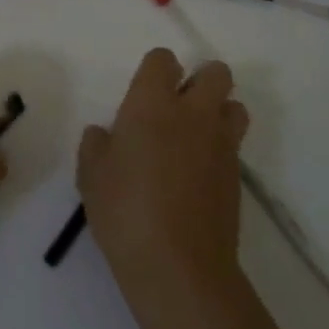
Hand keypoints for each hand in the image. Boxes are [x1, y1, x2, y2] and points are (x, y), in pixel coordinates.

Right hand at [78, 48, 249, 316]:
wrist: (179, 269)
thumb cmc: (125, 211)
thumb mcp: (91, 175)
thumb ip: (96, 145)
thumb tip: (106, 135)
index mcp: (152, 103)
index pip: (163, 59)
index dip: (156, 70)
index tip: (144, 92)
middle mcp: (193, 113)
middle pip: (216, 73)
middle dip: (201, 80)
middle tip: (177, 107)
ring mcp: (221, 145)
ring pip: (234, 106)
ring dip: (219, 112)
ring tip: (195, 137)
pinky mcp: (237, 178)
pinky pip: (234, 147)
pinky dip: (220, 150)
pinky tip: (198, 176)